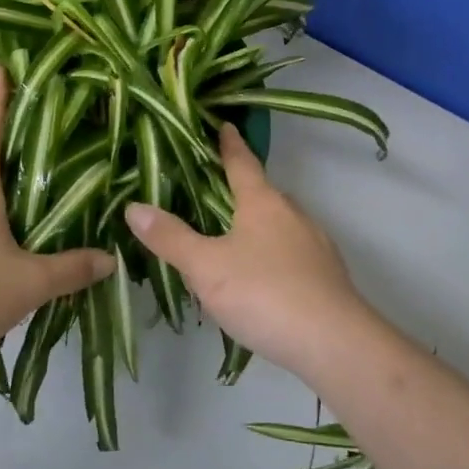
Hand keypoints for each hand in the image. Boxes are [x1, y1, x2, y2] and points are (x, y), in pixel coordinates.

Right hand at [124, 124, 372, 380]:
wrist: (334, 342)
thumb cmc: (264, 293)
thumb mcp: (206, 267)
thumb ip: (170, 238)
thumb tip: (134, 206)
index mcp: (263, 202)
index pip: (242, 163)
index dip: (229, 145)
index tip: (225, 126)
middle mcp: (293, 214)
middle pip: (263, 194)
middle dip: (240, 192)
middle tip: (211, 197)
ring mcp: (315, 244)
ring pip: (279, 225)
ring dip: (256, 228)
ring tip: (231, 244)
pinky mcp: (327, 275)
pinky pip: (292, 254)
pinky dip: (273, 257)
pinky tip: (261, 282)